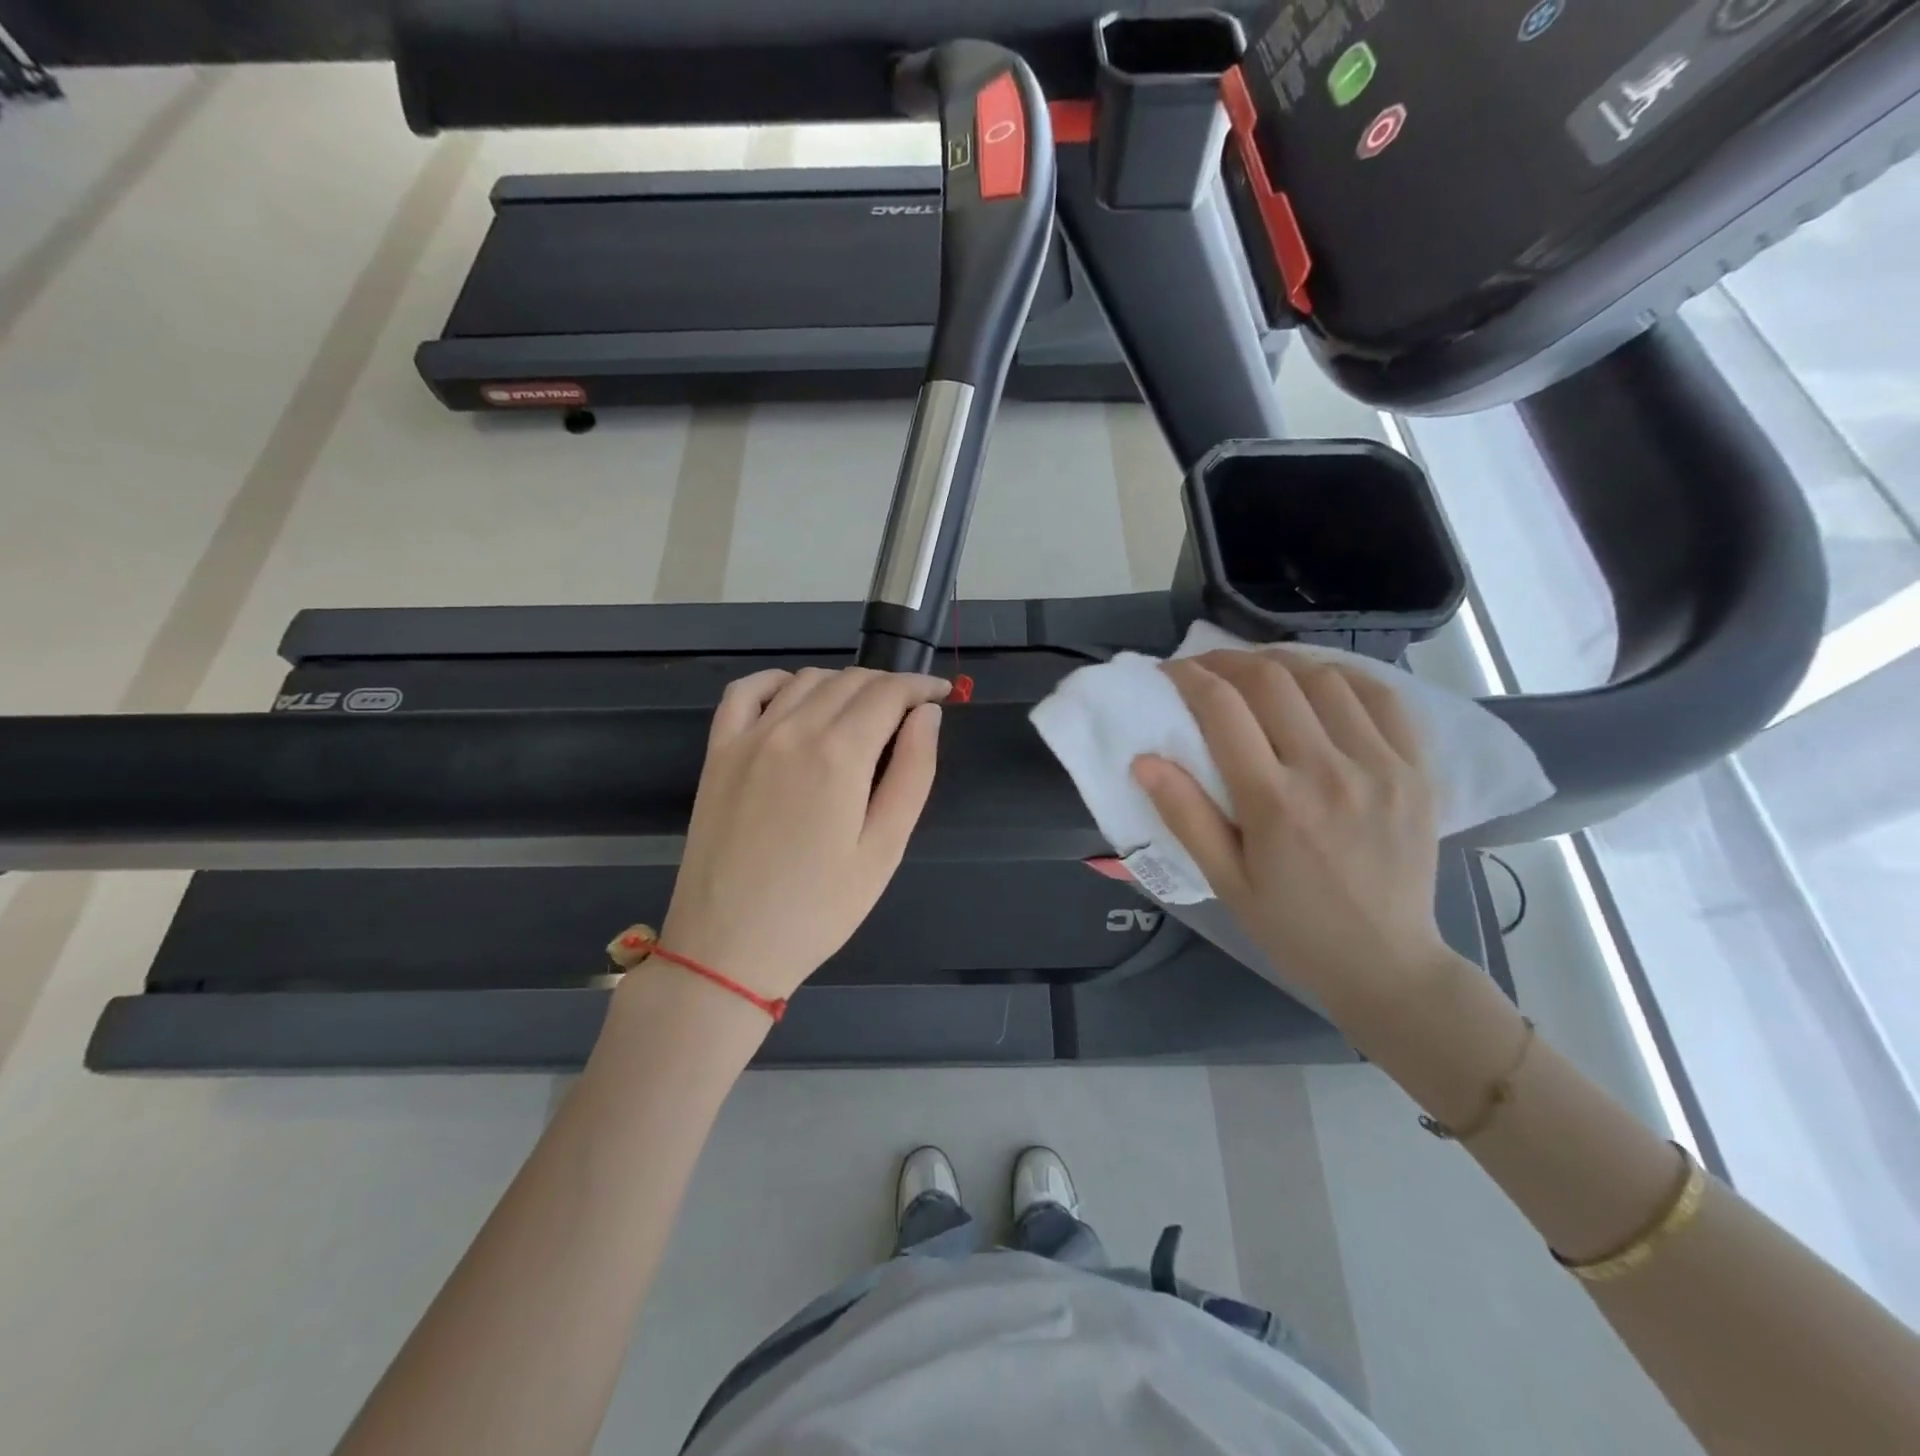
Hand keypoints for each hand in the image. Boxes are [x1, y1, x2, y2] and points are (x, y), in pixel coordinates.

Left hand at [658, 667, 947, 1001]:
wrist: (728, 947)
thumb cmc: (819, 909)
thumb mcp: (884, 849)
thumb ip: (912, 773)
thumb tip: (928, 716)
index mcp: (839, 754)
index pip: (889, 692)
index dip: (922, 687)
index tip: (941, 696)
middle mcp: (792, 729)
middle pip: (851, 681)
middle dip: (889, 687)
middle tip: (909, 716)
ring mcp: (749, 737)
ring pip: (806, 680)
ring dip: (843, 685)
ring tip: (861, 716)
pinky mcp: (718, 752)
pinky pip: (745, 691)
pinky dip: (778, 682)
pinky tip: (795, 698)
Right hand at [1133, 650, 1451, 1021]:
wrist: (1387, 964)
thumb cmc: (1292, 927)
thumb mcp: (1225, 881)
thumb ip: (1185, 816)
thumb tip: (1143, 760)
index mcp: (1274, 803)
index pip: (1223, 710)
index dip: (1189, 678)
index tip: (1170, 672)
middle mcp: (1329, 772)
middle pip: (1272, 681)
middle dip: (1228, 661)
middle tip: (1207, 668)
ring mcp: (1382, 766)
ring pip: (1326, 679)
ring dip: (1282, 663)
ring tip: (1257, 672)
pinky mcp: (1418, 770)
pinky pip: (1383, 698)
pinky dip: (1344, 678)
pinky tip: (1321, 684)